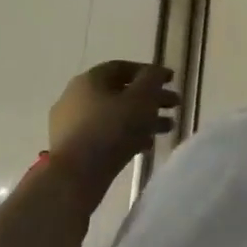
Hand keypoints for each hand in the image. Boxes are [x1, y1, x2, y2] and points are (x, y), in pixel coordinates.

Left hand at [47, 62, 180, 201]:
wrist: (74, 178)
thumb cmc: (111, 129)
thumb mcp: (141, 97)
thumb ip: (152, 79)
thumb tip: (155, 72)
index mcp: (89, 80)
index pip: (123, 68)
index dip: (150, 72)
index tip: (171, 80)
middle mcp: (76, 98)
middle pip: (120, 93)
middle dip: (150, 98)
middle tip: (175, 106)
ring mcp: (71, 125)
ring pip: (114, 116)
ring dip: (142, 119)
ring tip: (167, 128)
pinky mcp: (73, 150)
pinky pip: (105, 135)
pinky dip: (127, 136)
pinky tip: (146, 146)